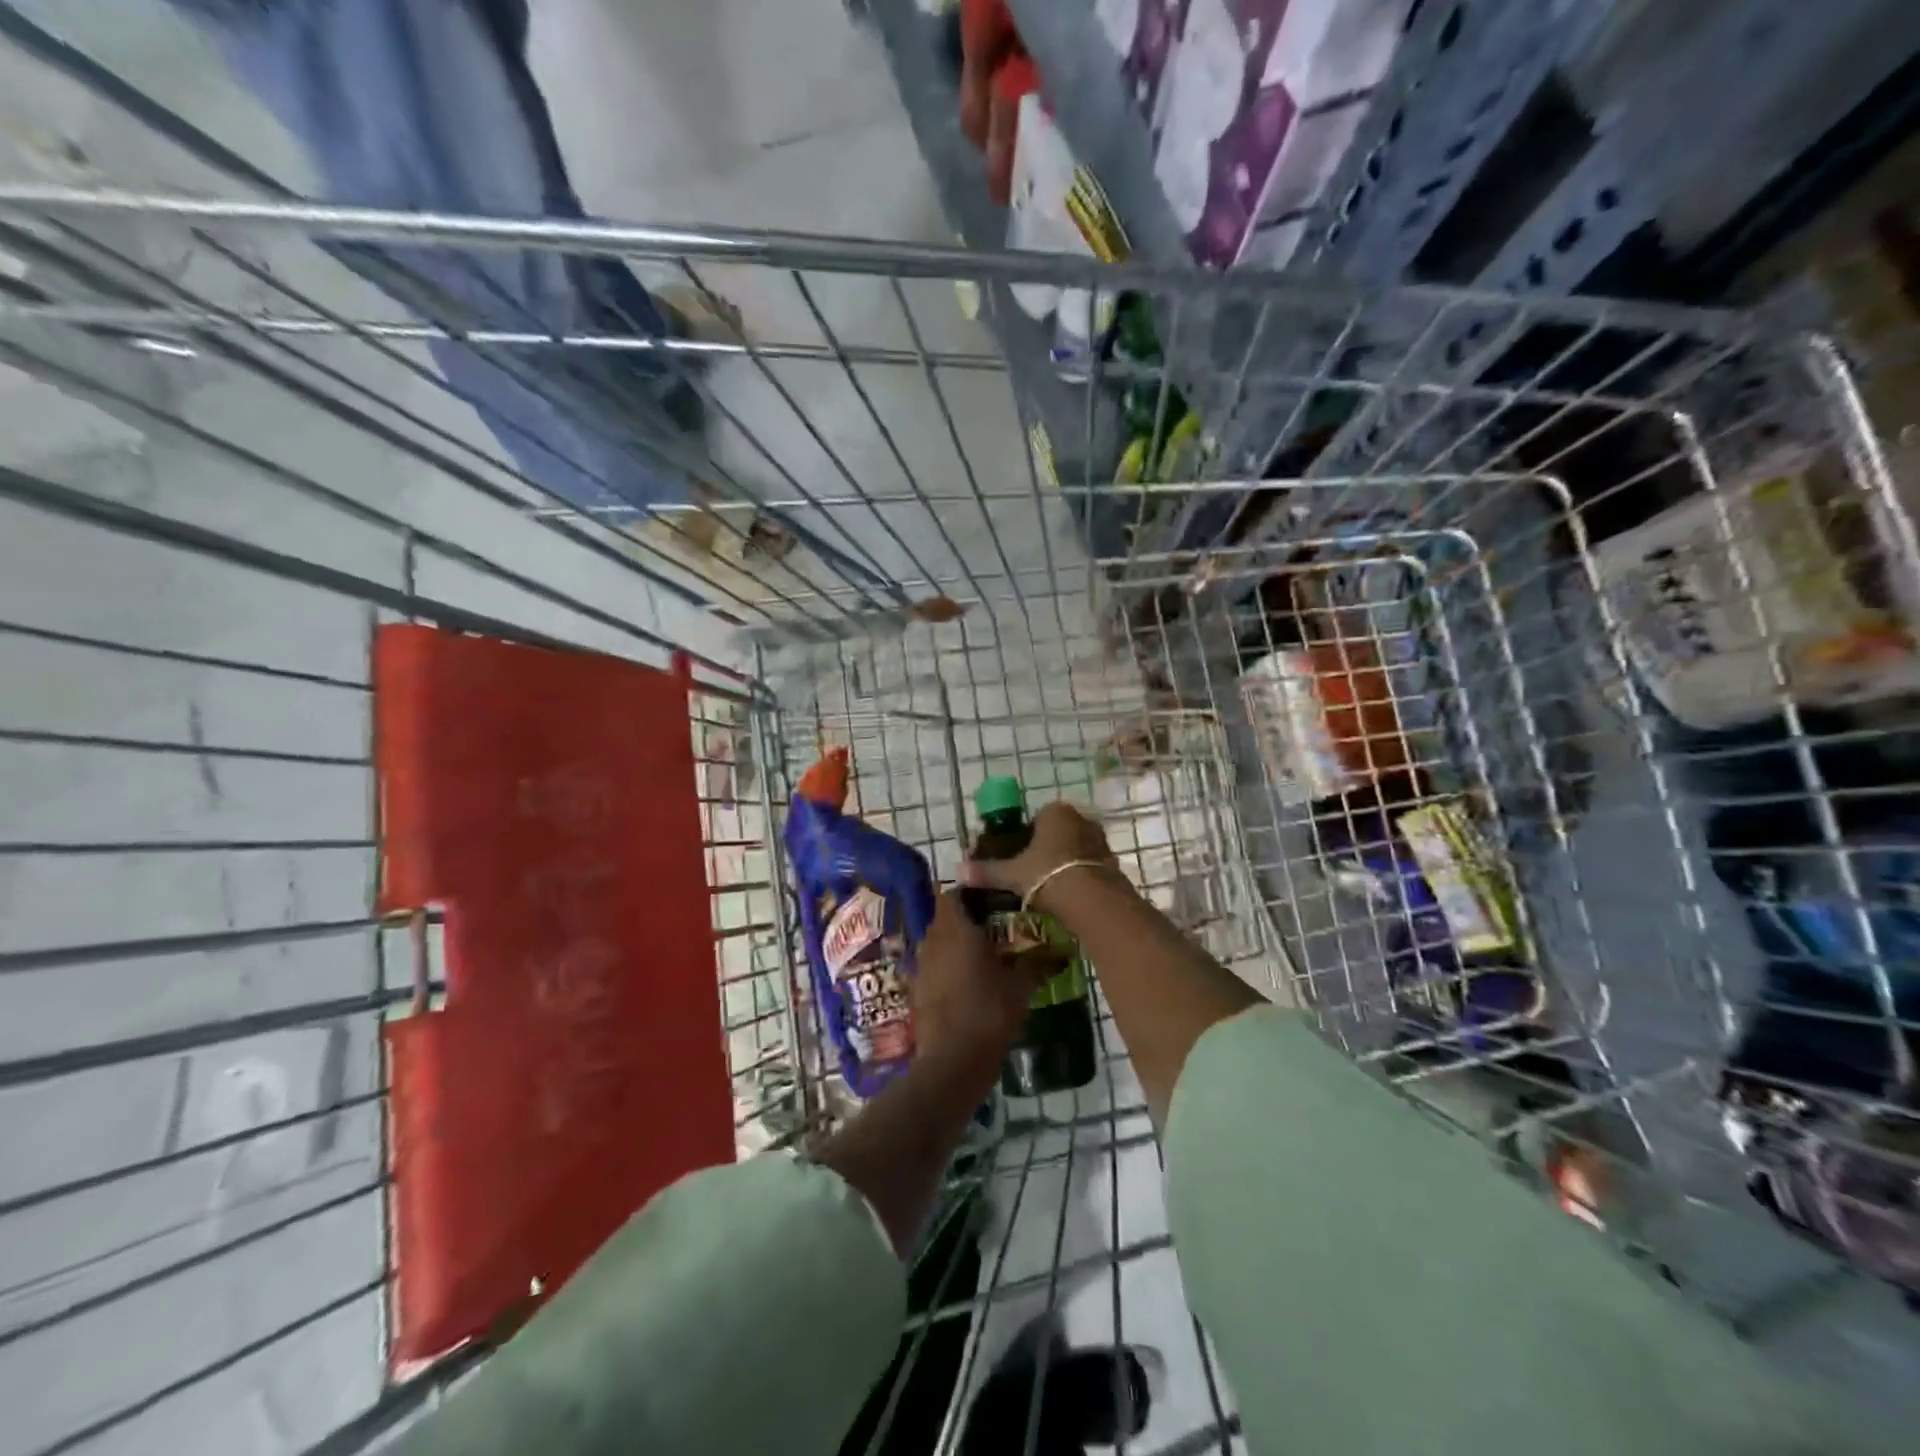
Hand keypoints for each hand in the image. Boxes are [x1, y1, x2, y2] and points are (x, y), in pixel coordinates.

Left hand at [911, 889, 1044, 1073]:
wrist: (953, 1061)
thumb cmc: (989, 1012)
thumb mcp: (1021, 987)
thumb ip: (1038, 964)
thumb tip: (1062, 953)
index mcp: (956, 928)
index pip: (954, 893)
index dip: (971, 893)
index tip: (994, 900)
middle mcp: (933, 939)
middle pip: (946, 917)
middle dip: (967, 919)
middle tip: (996, 928)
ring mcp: (921, 965)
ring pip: (938, 941)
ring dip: (956, 944)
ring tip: (985, 956)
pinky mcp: (917, 989)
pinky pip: (933, 966)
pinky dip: (948, 967)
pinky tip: (969, 983)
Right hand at [959, 801, 1115, 905]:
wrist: (1092, 900)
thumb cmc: (1047, 875)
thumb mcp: (1012, 874)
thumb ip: (987, 871)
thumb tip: (959, 872)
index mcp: (1055, 812)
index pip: (1036, 818)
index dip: (1025, 837)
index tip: (1018, 858)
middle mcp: (1081, 818)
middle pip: (1058, 831)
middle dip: (1047, 848)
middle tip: (1033, 873)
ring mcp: (1100, 839)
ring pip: (1075, 848)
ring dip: (1065, 862)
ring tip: (1051, 887)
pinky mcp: (1113, 861)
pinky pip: (1090, 864)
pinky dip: (1081, 875)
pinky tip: (1071, 894)